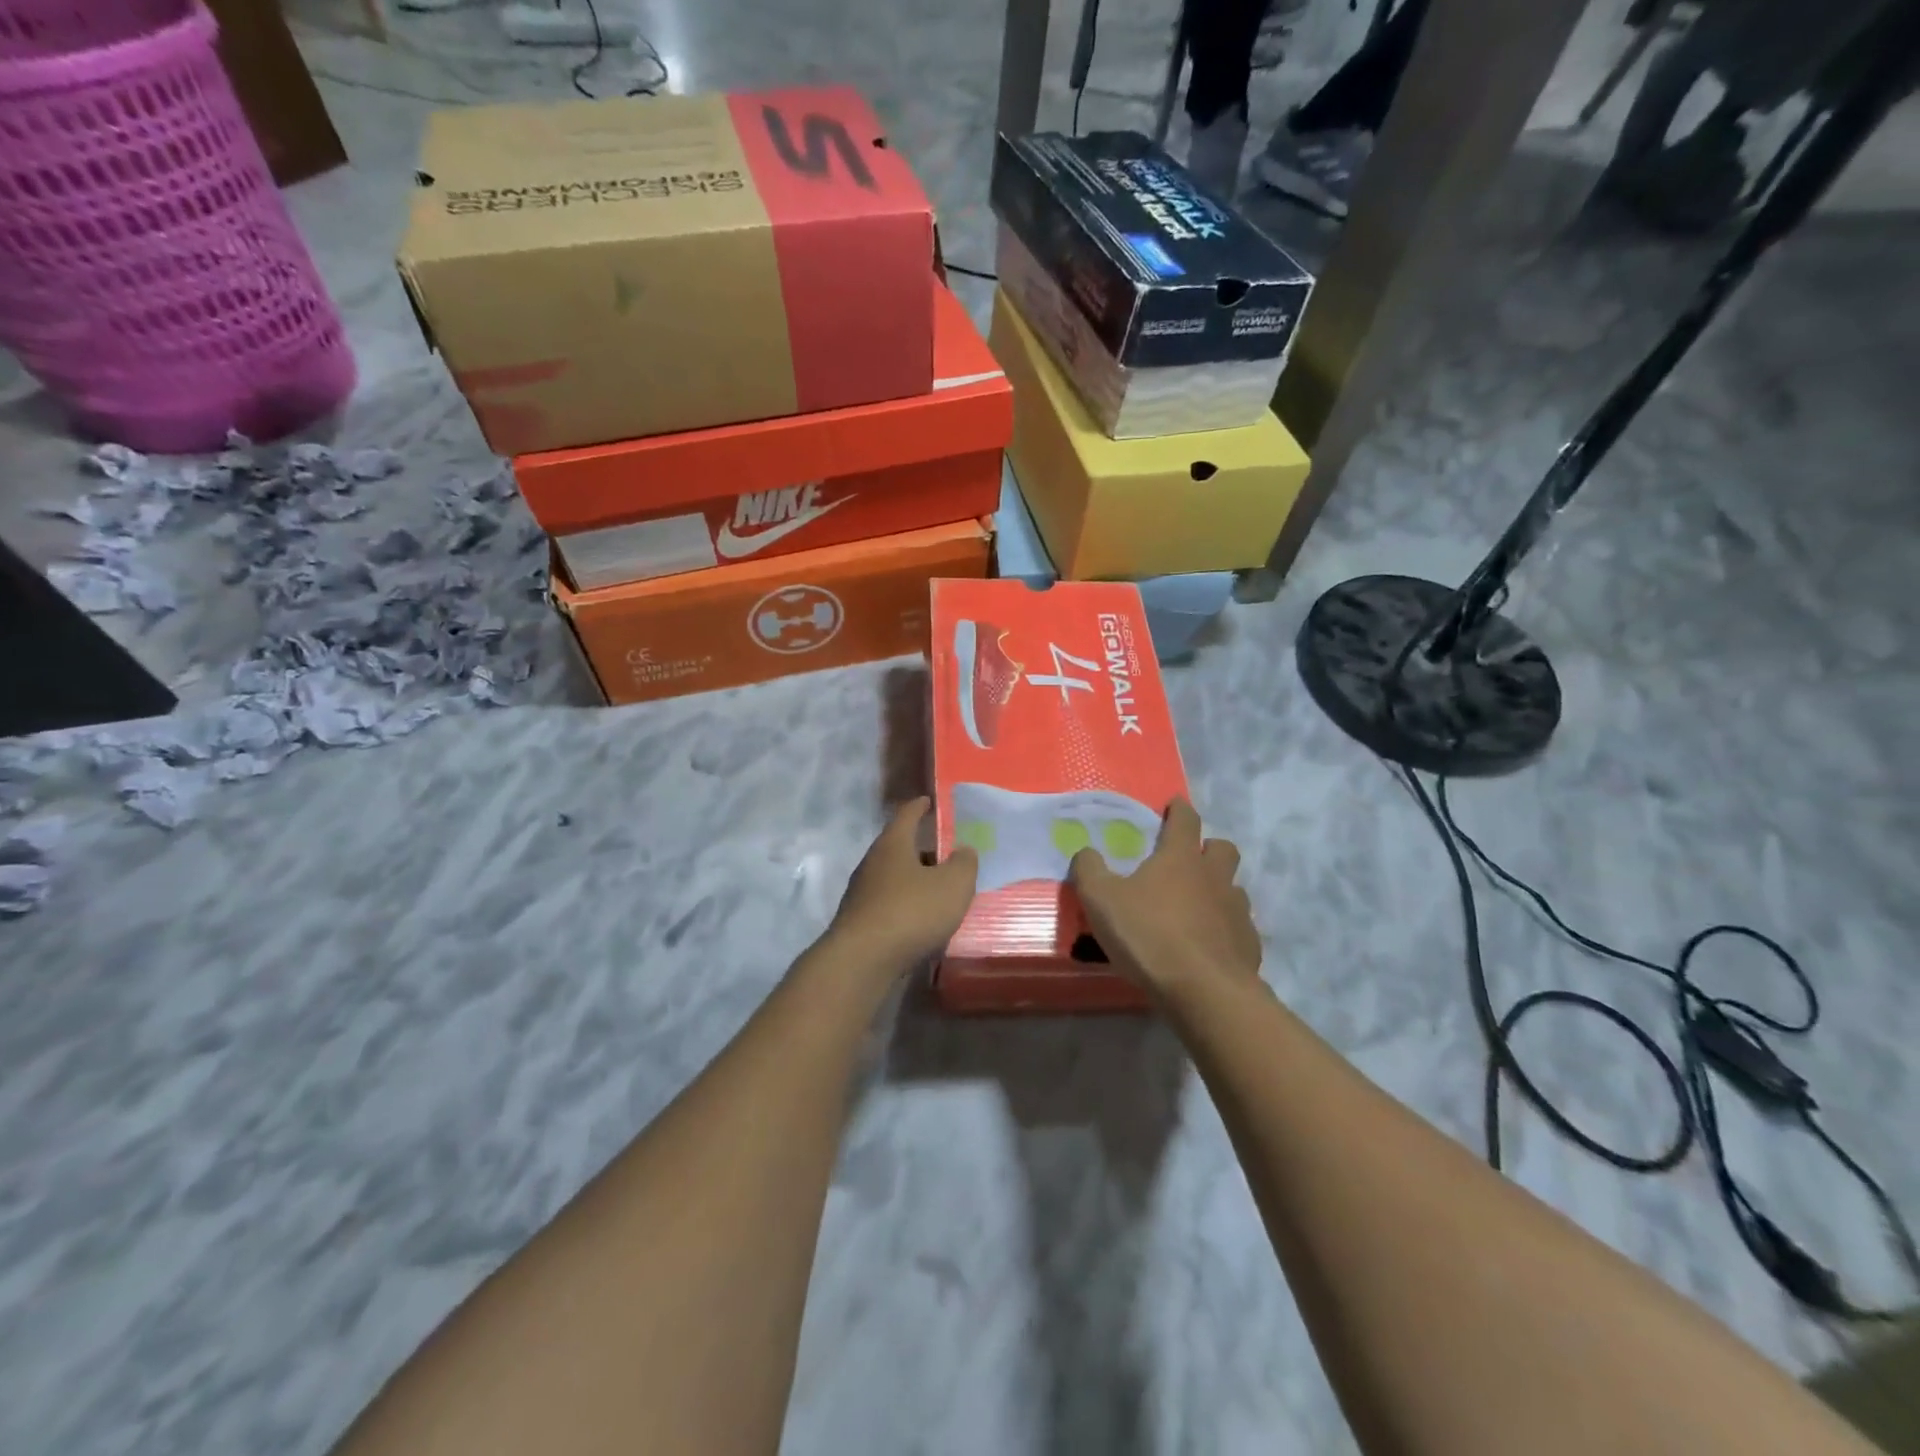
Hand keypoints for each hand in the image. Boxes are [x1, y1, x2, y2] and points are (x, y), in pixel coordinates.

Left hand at [825, 798, 978, 978]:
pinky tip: (921, 920)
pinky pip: (889, 904)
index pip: (906, 815)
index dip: (919, 806)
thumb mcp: (953, 885)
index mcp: (893, 844)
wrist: (863, 960)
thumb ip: (964, 864)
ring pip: (894, 877)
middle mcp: (872, 863)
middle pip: (899, 847)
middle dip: (922, 849)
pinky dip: (906, 905)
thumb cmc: (911, 912)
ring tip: (939, 890)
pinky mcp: (859, 921)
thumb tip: (964, 850)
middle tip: (946, 854)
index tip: (928, 800)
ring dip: (914, 880)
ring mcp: (861, 893)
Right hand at [1069, 799, 1260, 997]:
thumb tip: (1086, 852)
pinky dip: (1224, 929)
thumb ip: (1089, 870)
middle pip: (1222, 848)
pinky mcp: (1248, 945)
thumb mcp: (1101, 900)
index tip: (1174, 804)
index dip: (1179, 809)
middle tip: (1189, 859)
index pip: (1185, 820)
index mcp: (1180, 858)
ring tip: (1196, 907)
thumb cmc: (1149, 935)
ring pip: (1233, 887)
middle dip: (1208, 847)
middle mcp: (1214, 877)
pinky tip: (1207, 945)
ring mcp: (1237, 911)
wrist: (1204, 991)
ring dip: (1218, 890)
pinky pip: (1238, 926)